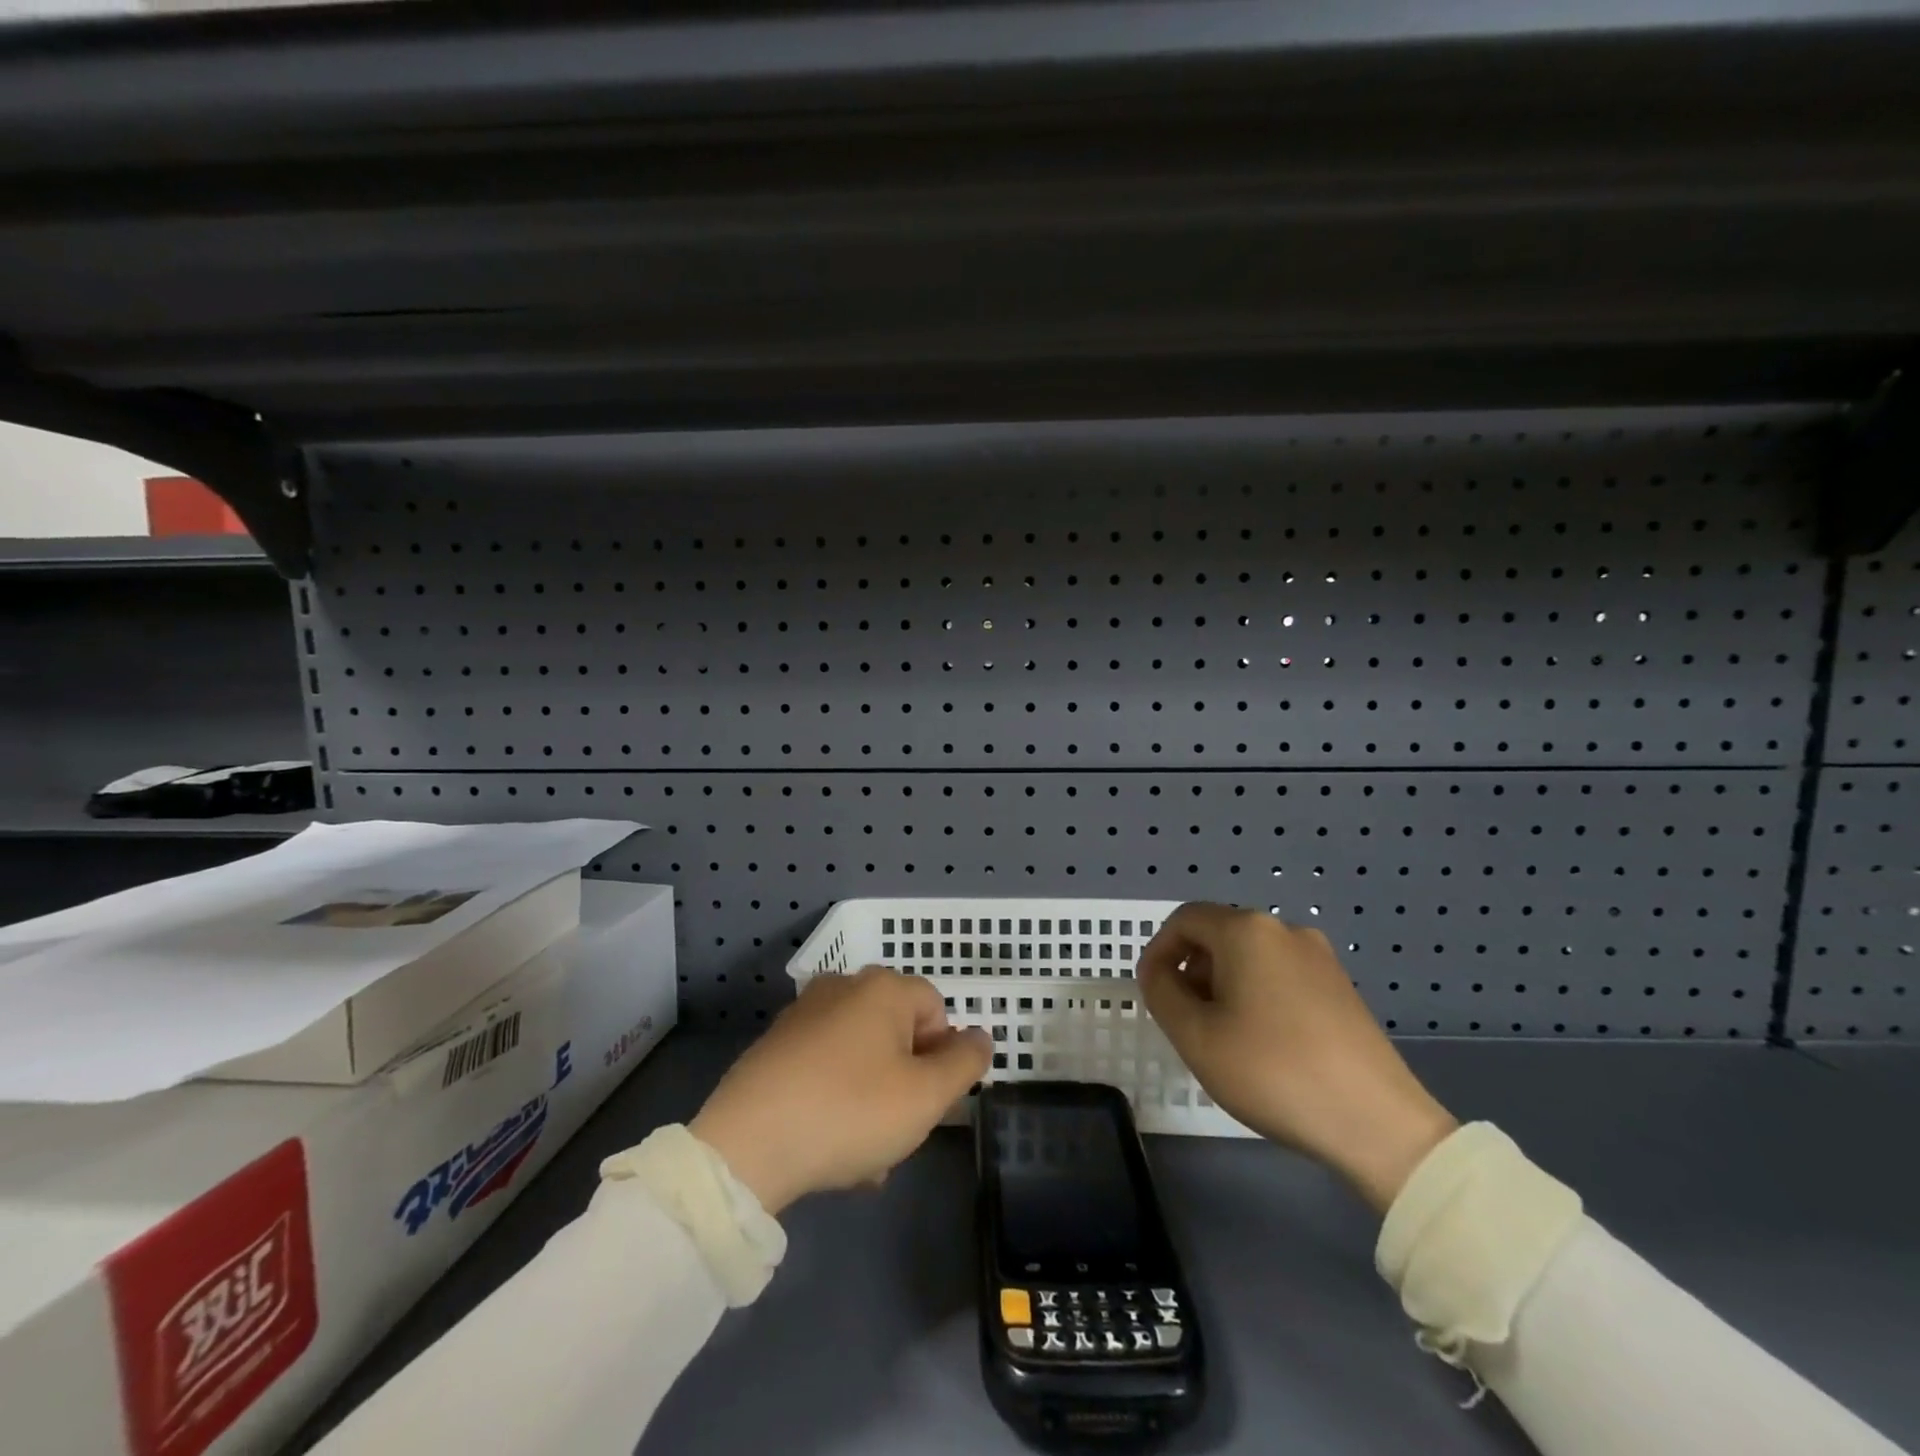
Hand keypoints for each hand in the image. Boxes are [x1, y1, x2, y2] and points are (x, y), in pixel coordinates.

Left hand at [690, 966, 992, 1215]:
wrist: (747, 1144)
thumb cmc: (850, 1111)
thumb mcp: (925, 1096)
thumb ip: (964, 1062)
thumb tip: (980, 1036)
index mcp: (883, 988)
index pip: (936, 1008)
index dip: (941, 1055)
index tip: (927, 1099)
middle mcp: (843, 987)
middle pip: (897, 1033)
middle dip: (906, 1082)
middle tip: (897, 1131)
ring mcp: (804, 1014)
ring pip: (862, 1057)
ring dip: (873, 1100)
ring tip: (863, 1155)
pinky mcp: (775, 1046)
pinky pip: (825, 1068)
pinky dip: (837, 1099)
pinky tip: (829, 1146)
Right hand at [1139, 903, 1457, 1215]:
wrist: (1378, 1124)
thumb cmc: (1273, 1072)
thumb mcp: (1196, 1036)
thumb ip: (1162, 993)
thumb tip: (1159, 972)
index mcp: (1247, 931)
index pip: (1185, 919)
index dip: (1159, 950)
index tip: (1151, 991)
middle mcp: (1285, 930)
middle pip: (1219, 935)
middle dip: (1192, 970)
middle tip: (1185, 1020)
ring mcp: (1320, 958)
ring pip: (1251, 957)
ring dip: (1224, 985)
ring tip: (1222, 1037)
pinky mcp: (1342, 987)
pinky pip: (1281, 975)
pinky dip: (1257, 996)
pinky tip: (1262, 1044)